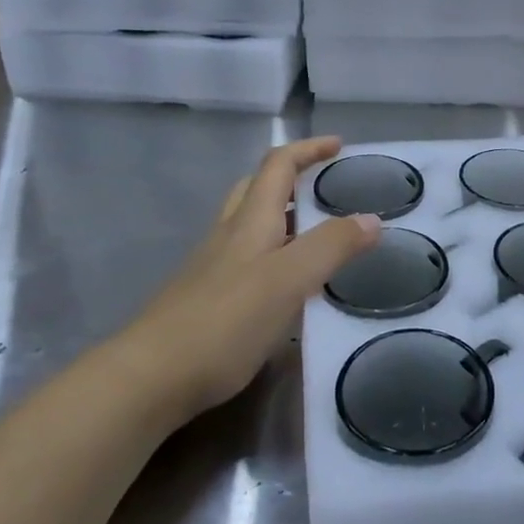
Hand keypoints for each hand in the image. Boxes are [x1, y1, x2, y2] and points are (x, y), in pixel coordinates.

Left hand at [115, 136, 380, 419]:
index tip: (339, 146)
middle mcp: (229, 235)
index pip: (278, 165)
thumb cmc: (225, 321)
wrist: (152, 377)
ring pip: (250, 226)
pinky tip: (288, 289)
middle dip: (291, 178)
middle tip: (325, 188)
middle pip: (257, 189)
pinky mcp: (207, 300)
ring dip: (283, 218)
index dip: (307, 149)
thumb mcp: (288, 280)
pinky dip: (273, 257)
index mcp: (250, 221)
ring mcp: (213, 268)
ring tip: (317, 236)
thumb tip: (371, 218)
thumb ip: (330, 247)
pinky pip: (247, 262)